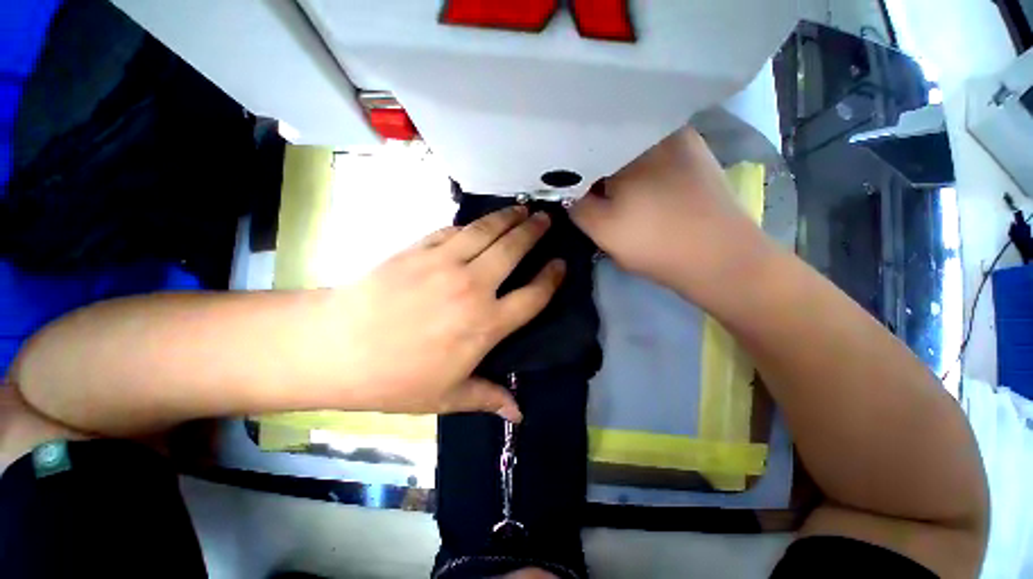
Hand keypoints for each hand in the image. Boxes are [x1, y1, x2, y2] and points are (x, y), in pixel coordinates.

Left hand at [334, 207, 563, 421]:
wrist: (337, 348)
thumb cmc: (396, 378)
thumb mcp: (447, 396)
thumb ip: (488, 398)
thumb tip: (519, 415)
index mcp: (486, 325)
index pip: (533, 296)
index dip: (552, 278)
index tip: (562, 264)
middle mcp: (473, 287)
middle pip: (514, 250)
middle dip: (534, 231)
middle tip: (546, 218)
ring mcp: (445, 263)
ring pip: (487, 231)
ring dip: (508, 217)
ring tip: (523, 208)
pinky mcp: (420, 249)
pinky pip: (454, 230)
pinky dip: (472, 224)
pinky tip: (480, 222)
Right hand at [571, 127, 769, 300]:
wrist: (722, 260)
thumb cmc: (656, 244)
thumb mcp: (602, 230)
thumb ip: (576, 205)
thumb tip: (565, 190)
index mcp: (630, 146)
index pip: (586, 145)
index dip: (571, 166)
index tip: (565, 185)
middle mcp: (658, 131)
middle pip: (610, 142)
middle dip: (594, 165)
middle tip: (586, 190)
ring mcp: (682, 140)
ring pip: (632, 148)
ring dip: (617, 167)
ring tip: (611, 190)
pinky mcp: (696, 155)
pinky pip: (654, 153)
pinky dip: (640, 168)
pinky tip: (640, 188)